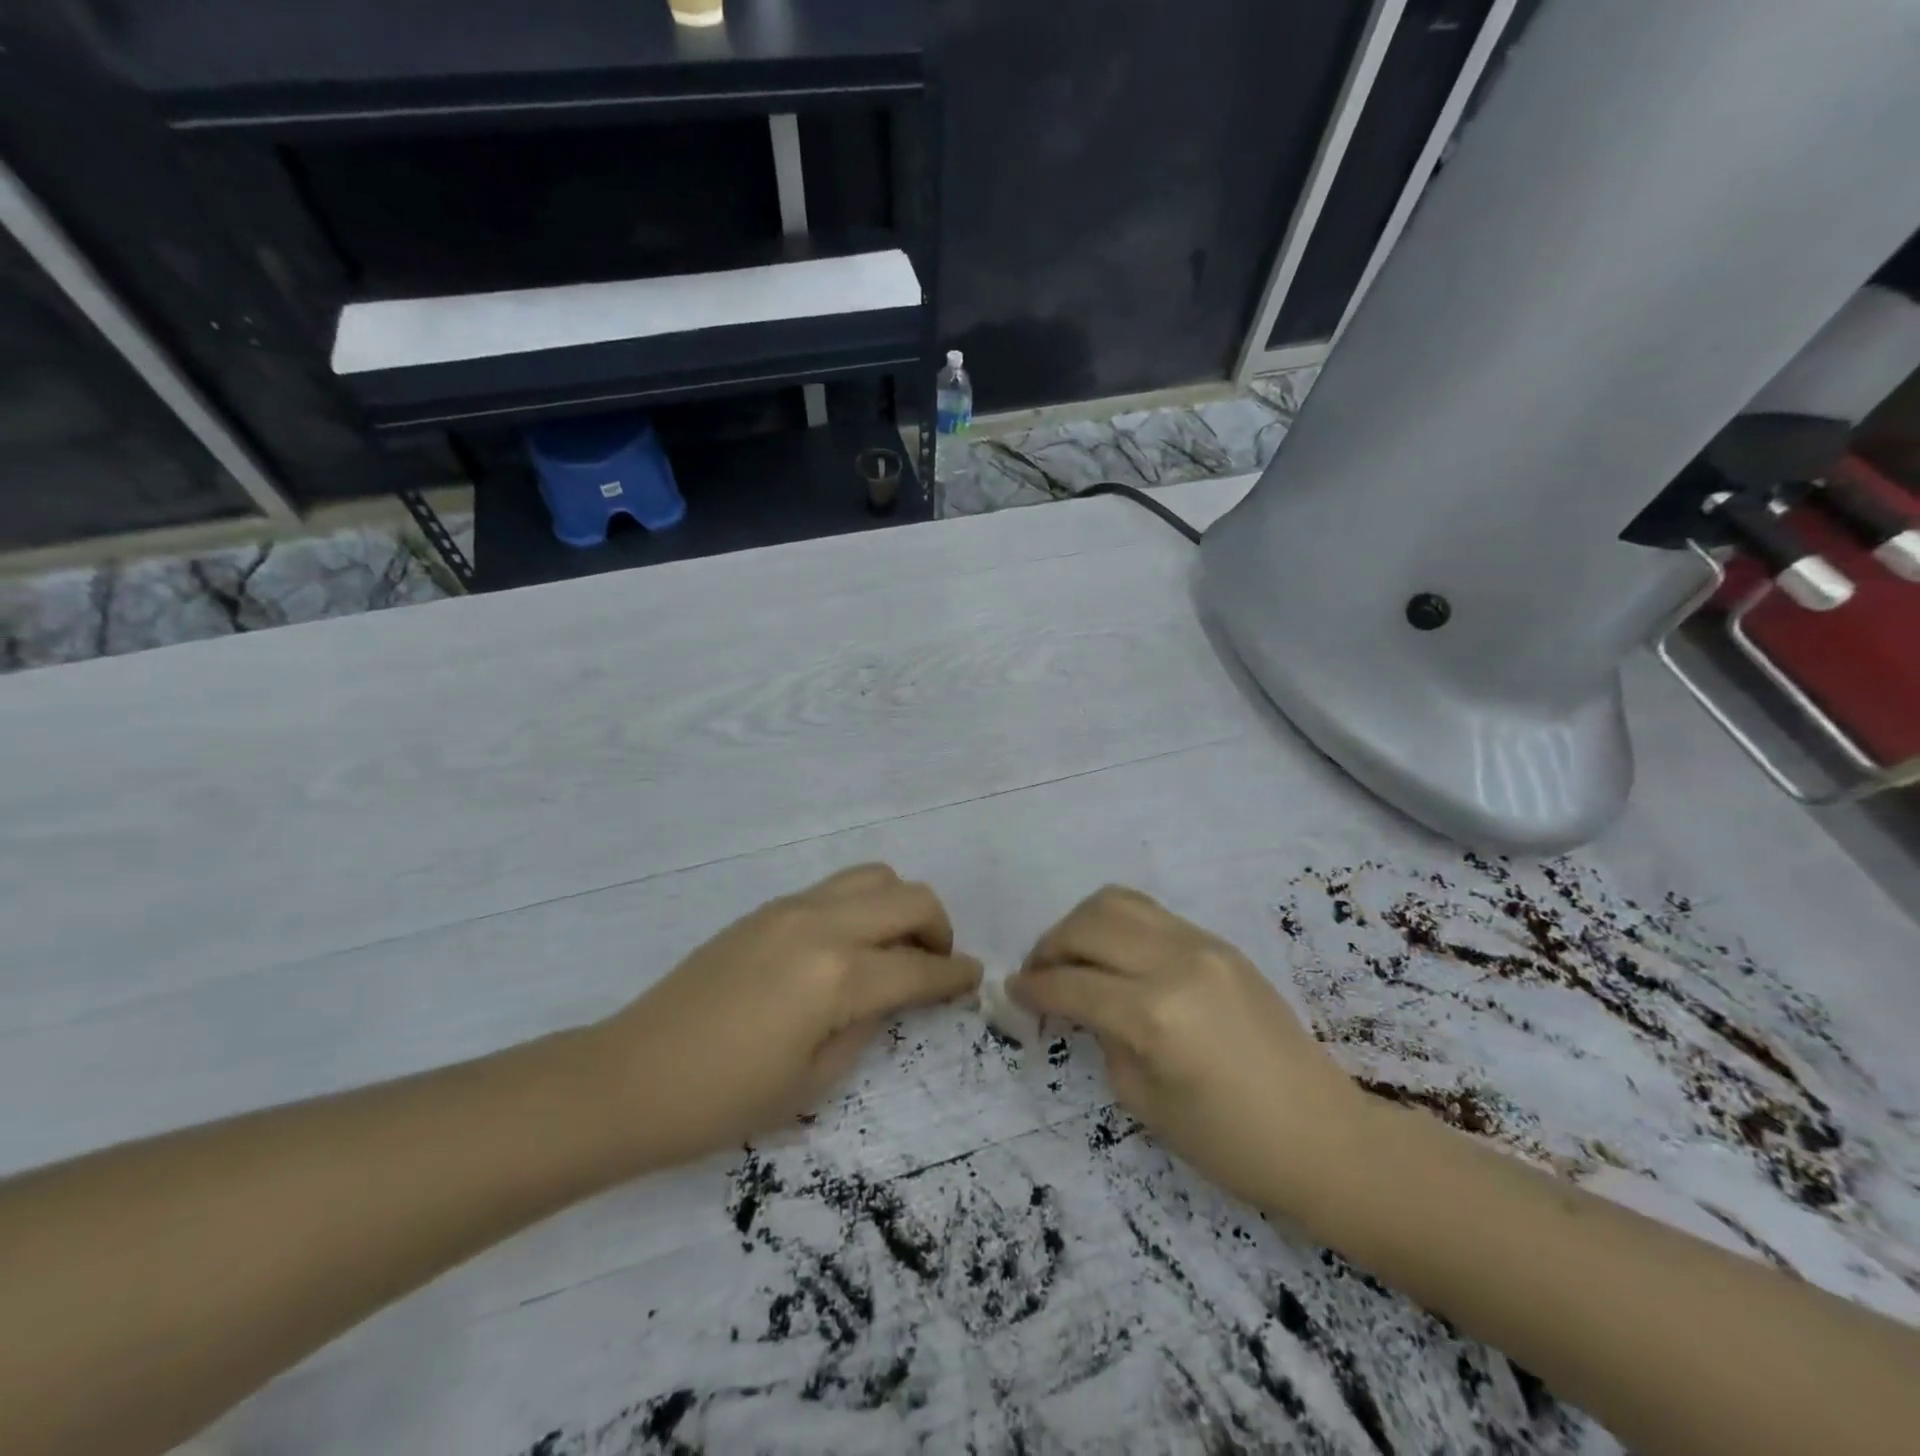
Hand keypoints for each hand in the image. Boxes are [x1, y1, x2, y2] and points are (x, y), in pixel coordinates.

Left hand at [593, 865, 981, 1168]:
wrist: (631, 1076)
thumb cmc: (724, 1100)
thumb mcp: (814, 1080)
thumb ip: (867, 1024)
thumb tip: (892, 993)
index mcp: (837, 976)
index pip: (918, 967)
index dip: (955, 976)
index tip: (974, 980)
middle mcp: (821, 925)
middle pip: (909, 897)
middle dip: (938, 928)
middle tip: (935, 966)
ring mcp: (791, 907)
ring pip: (874, 876)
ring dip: (900, 906)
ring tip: (894, 949)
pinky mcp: (768, 908)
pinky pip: (836, 888)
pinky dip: (862, 906)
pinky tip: (849, 949)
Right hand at [1010, 886, 1364, 1208]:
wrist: (1323, 1135)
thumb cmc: (1230, 1143)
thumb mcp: (1144, 1100)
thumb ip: (1103, 1037)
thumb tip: (1078, 1003)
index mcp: (1154, 1014)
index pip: (1071, 984)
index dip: (1033, 988)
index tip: (1012, 993)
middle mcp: (1174, 962)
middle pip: (1087, 925)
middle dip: (1049, 947)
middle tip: (1038, 975)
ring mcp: (1201, 944)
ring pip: (1117, 902)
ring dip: (1081, 924)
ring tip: (1072, 956)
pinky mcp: (1218, 943)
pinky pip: (1151, 914)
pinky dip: (1117, 925)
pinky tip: (1114, 957)